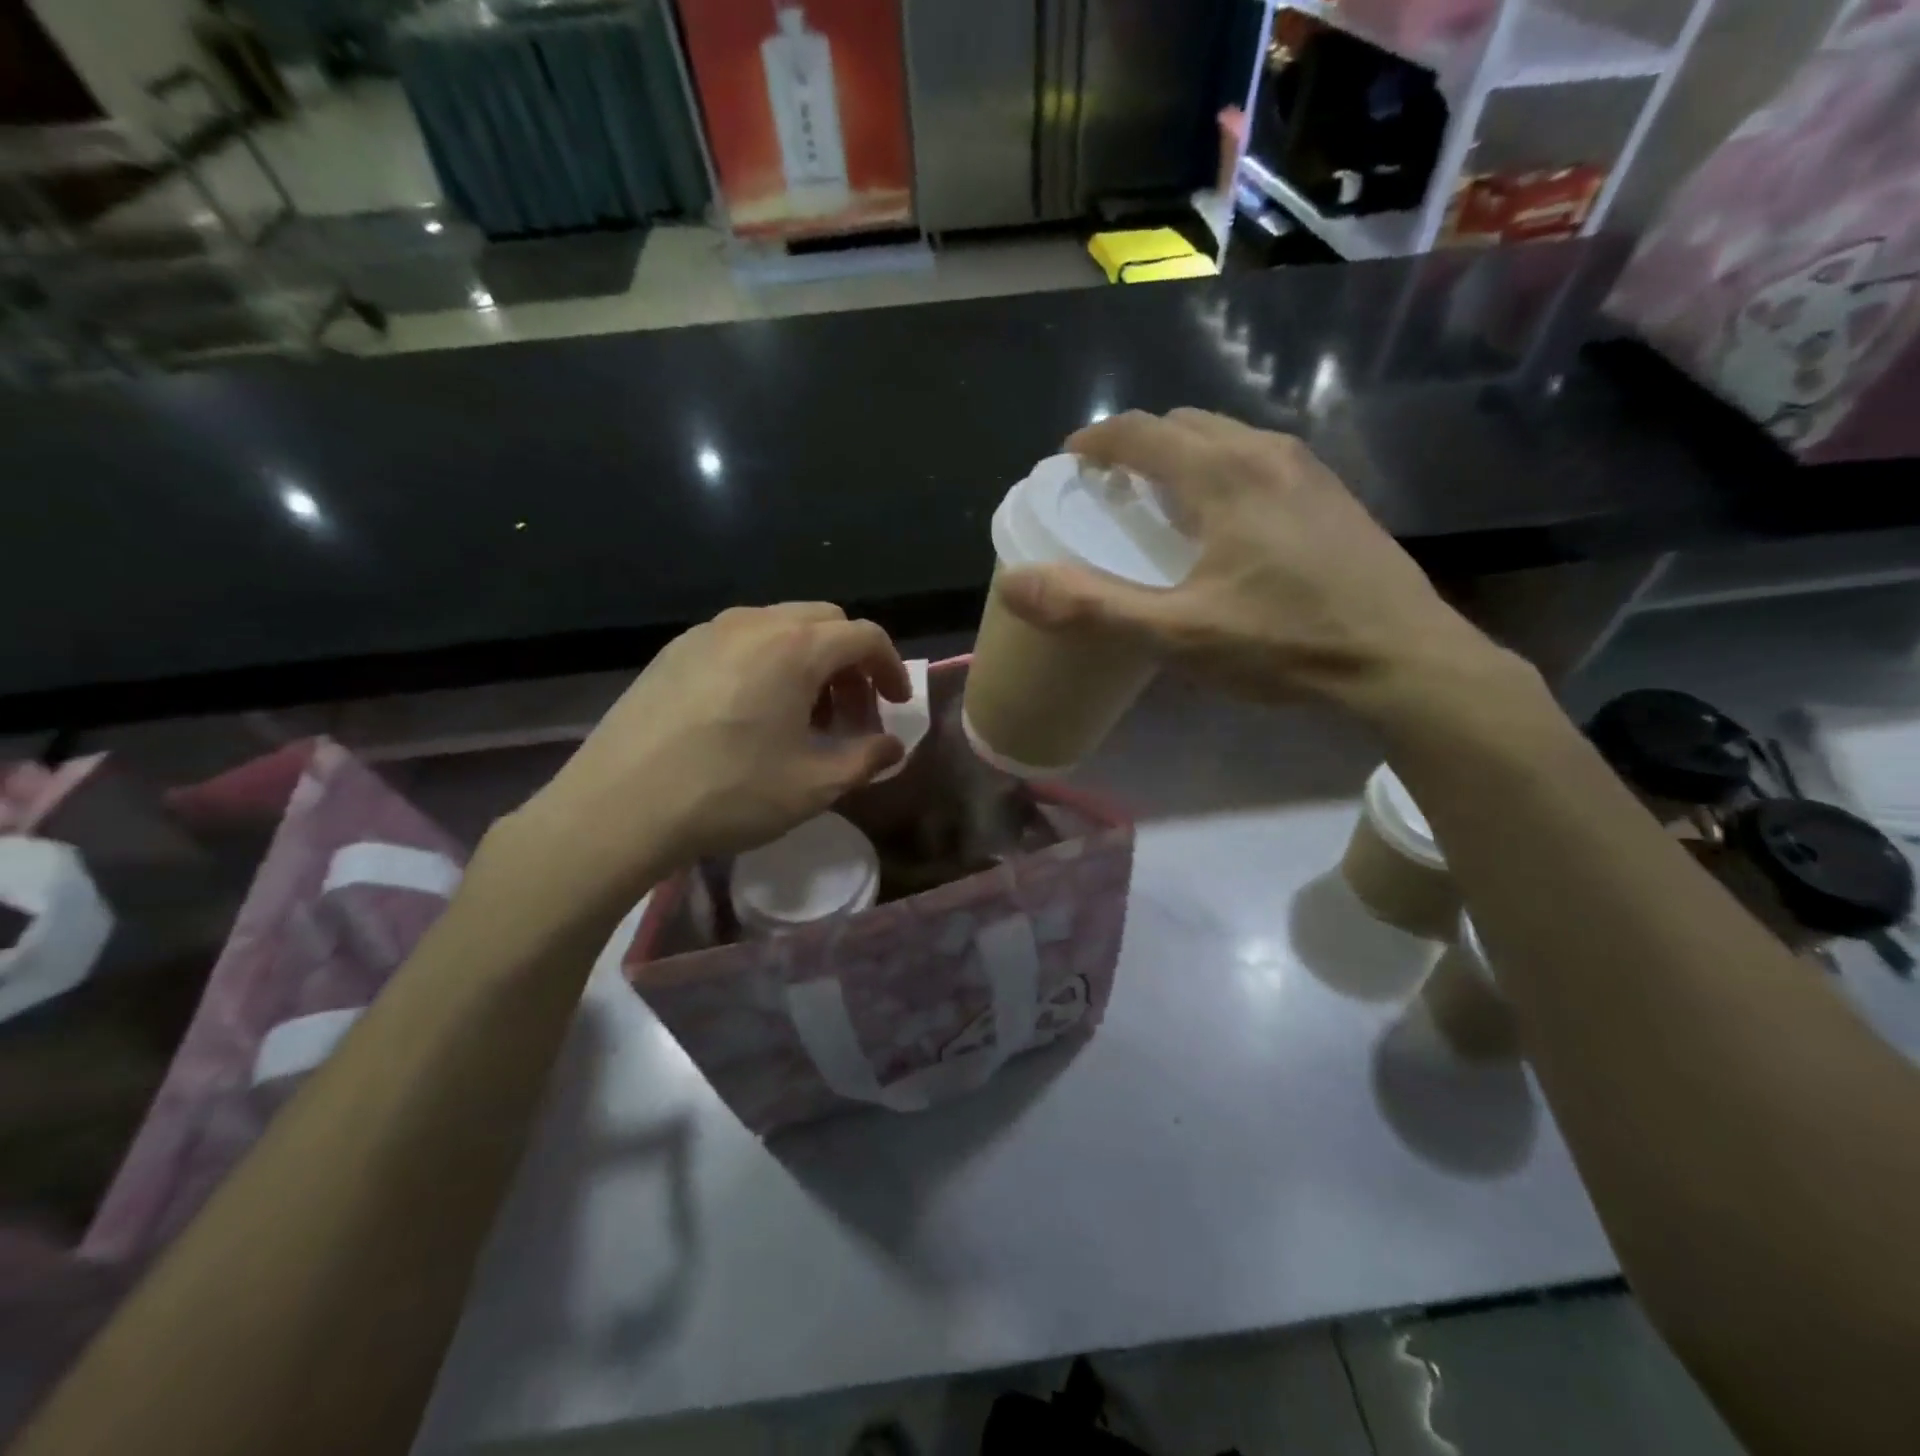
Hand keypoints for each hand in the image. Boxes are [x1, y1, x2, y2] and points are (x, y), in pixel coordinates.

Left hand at [497, 604, 910, 915]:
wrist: (618, 808)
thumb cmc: (729, 794)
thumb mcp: (814, 786)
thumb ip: (866, 759)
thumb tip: (892, 747)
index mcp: (795, 647)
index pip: (864, 636)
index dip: (891, 667)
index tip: (895, 704)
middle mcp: (754, 623)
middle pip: (824, 622)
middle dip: (850, 662)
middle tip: (851, 713)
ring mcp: (708, 632)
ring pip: (780, 627)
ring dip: (809, 662)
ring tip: (804, 715)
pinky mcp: (674, 651)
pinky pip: (740, 641)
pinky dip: (768, 663)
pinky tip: (754, 712)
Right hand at [997, 409, 1515, 723]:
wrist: (1404, 661)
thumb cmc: (1285, 643)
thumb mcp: (1178, 634)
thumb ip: (1093, 608)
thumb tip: (1016, 585)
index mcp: (1224, 474)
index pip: (1143, 432)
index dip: (1097, 441)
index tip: (1070, 461)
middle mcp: (1267, 453)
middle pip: (1186, 425)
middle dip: (1140, 446)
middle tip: (1111, 490)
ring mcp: (1309, 472)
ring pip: (1228, 440)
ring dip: (1183, 458)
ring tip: (1161, 505)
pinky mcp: (1333, 498)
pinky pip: (1260, 463)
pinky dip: (1222, 474)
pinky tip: (1225, 528)